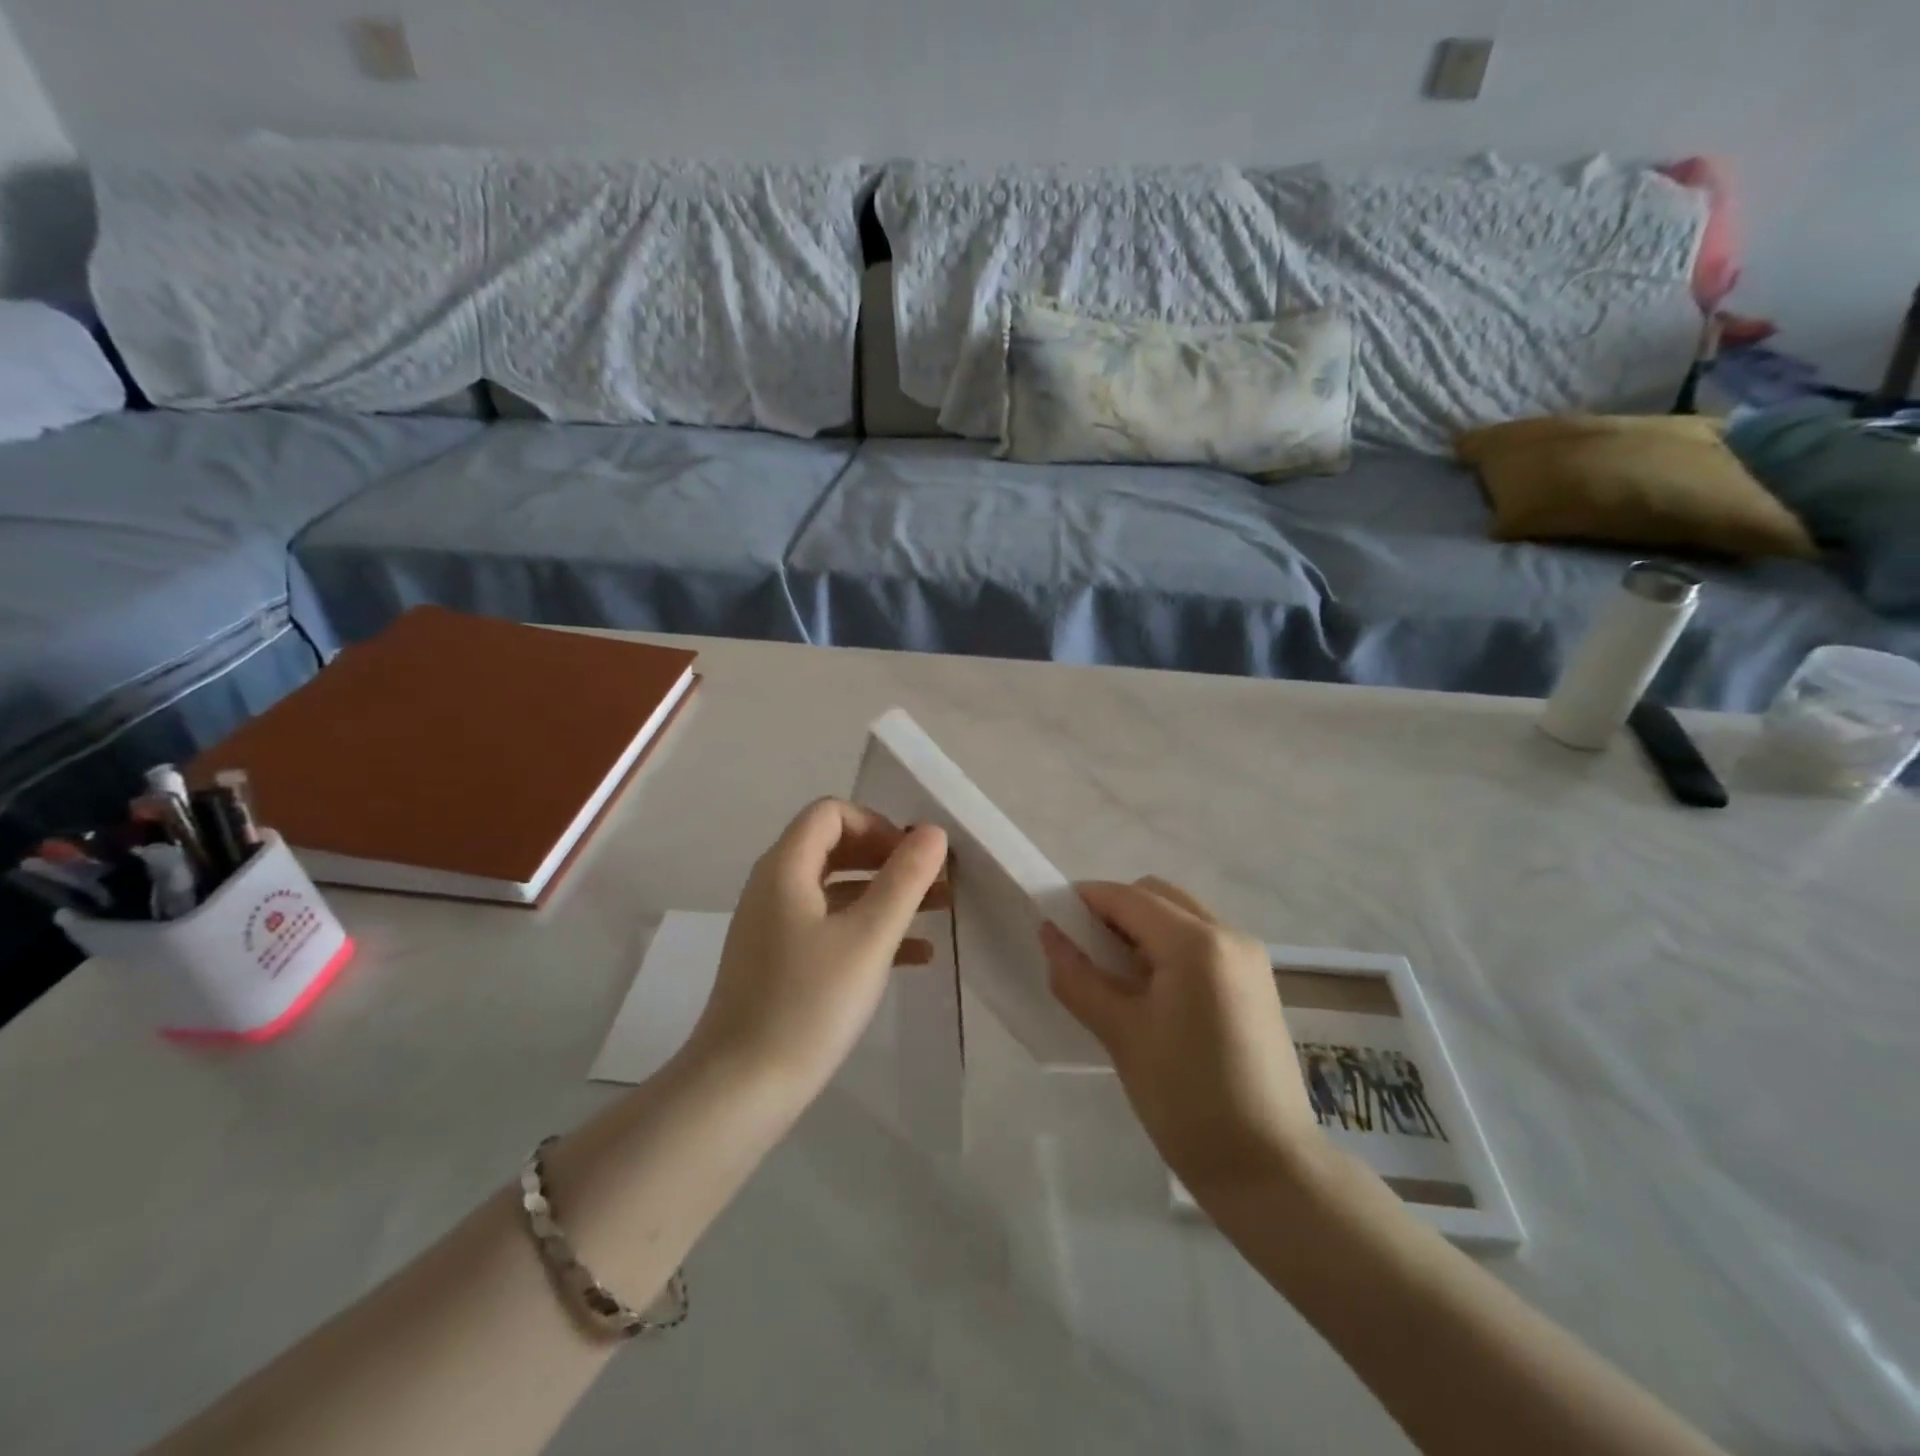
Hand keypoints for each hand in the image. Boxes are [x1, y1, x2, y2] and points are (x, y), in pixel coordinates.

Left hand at [685, 799, 947, 1108]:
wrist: (741, 1089)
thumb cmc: (808, 1003)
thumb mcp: (868, 938)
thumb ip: (904, 880)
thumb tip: (933, 832)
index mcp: (786, 868)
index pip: (832, 813)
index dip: (877, 825)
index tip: (914, 858)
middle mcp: (775, 887)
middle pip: (836, 847)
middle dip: (889, 859)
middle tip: (934, 881)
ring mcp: (776, 926)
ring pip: (838, 890)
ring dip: (886, 894)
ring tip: (939, 911)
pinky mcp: (782, 962)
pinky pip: (831, 927)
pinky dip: (870, 929)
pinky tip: (916, 957)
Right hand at [1041, 878, 1319, 1193]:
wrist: (1269, 1169)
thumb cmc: (1187, 1100)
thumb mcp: (1121, 1035)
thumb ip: (1078, 977)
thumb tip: (1048, 933)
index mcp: (1196, 943)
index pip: (1127, 898)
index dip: (1083, 901)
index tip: (1050, 920)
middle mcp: (1229, 934)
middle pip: (1157, 896)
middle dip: (1113, 911)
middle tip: (1082, 951)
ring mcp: (1249, 957)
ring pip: (1180, 915)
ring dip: (1141, 928)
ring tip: (1113, 974)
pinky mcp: (1256, 982)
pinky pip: (1201, 941)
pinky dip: (1168, 947)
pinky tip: (1150, 990)